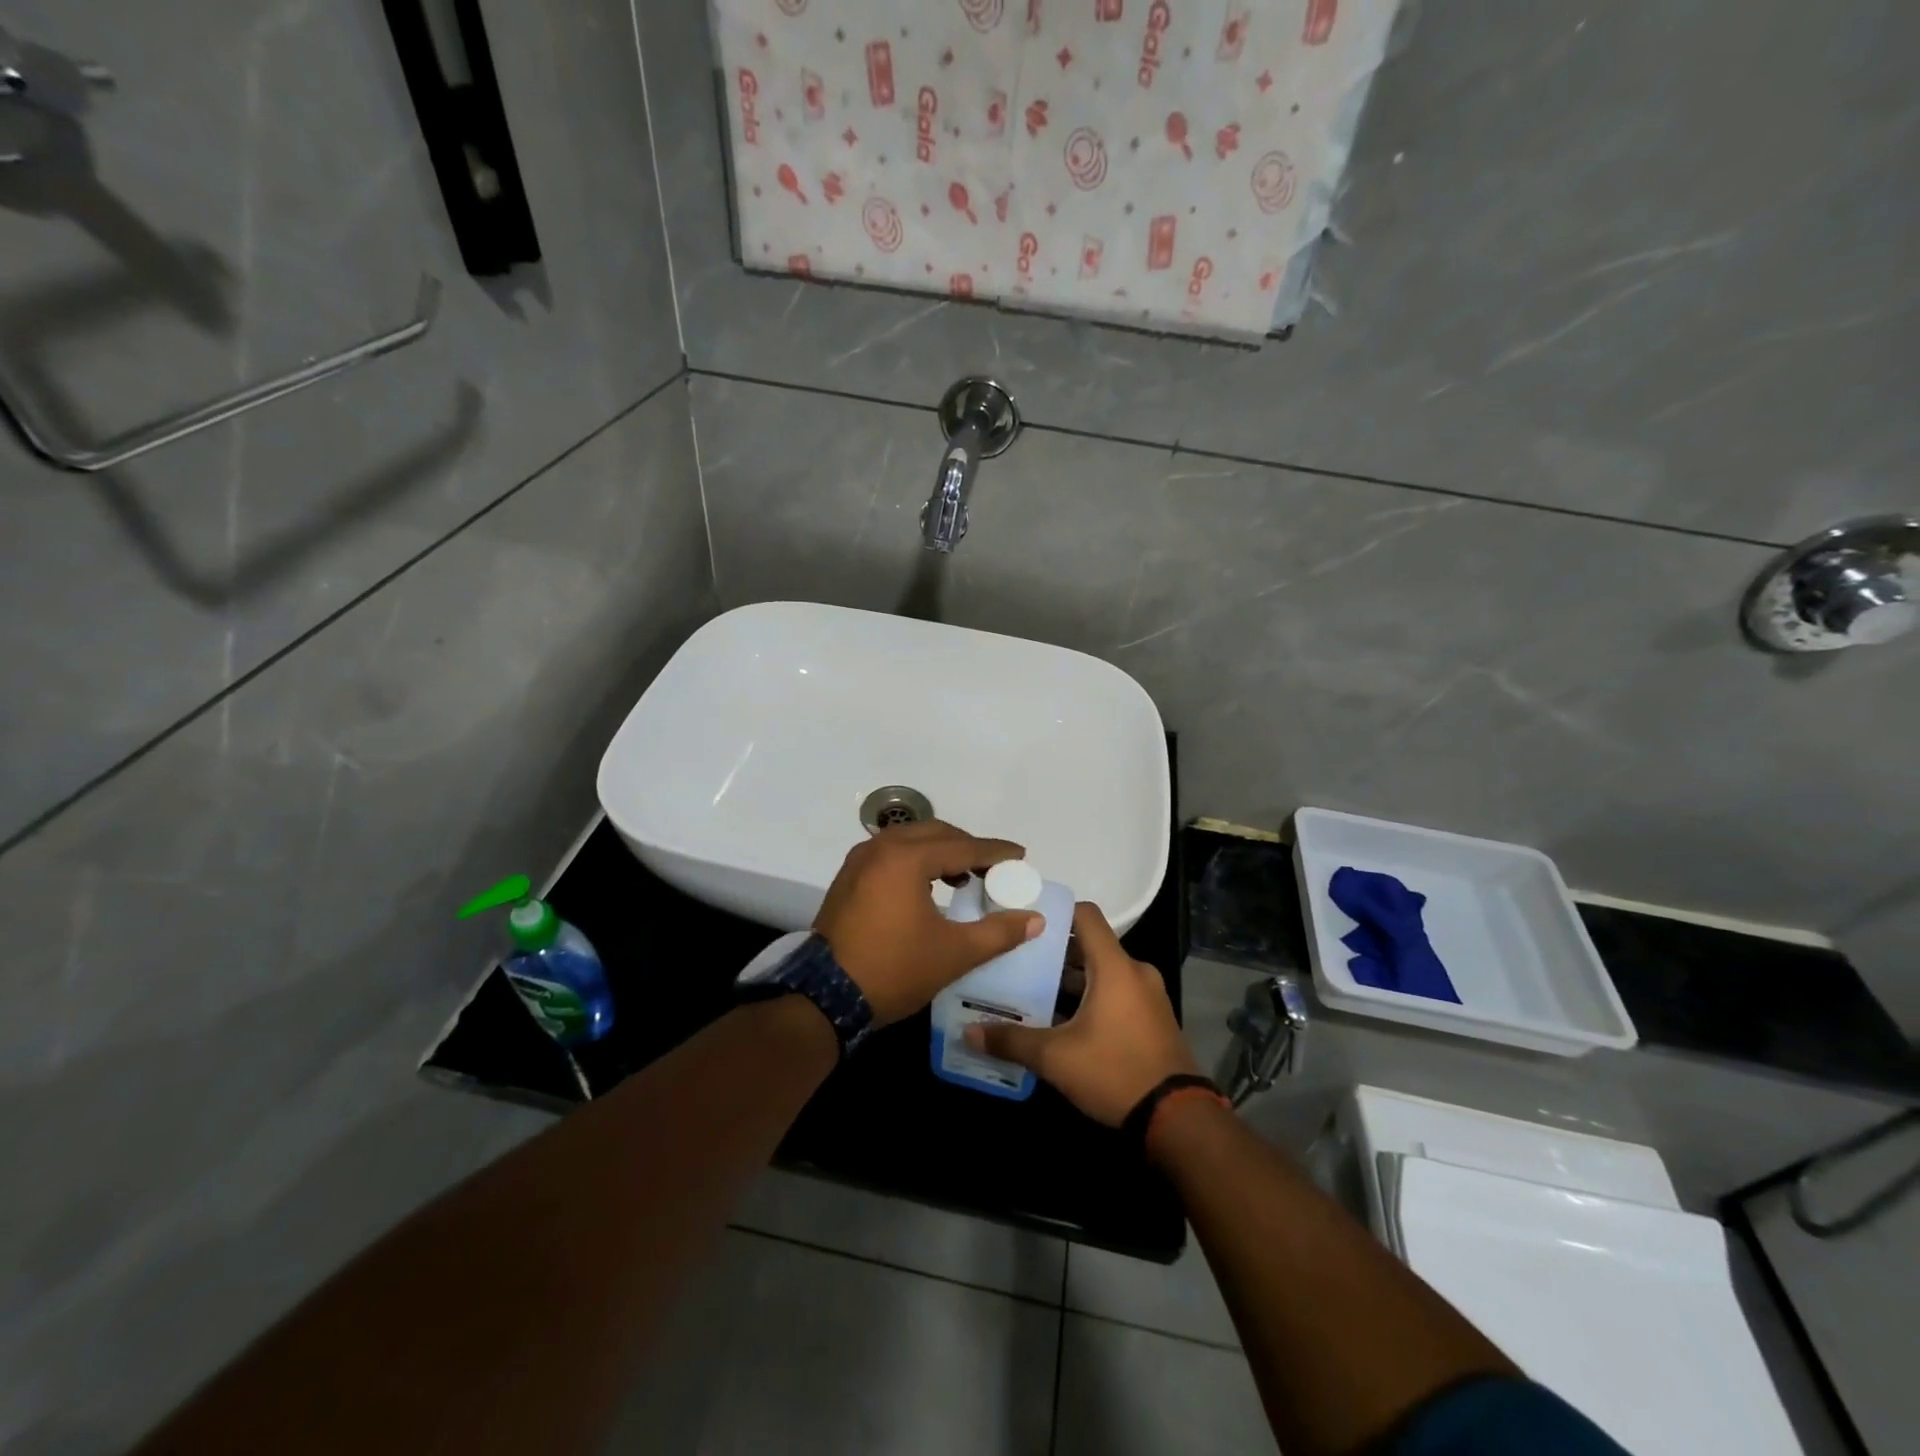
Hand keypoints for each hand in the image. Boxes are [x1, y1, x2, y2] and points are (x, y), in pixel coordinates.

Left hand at [814, 820, 1042, 1025]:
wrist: (825, 997)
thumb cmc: (894, 969)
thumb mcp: (953, 953)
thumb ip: (998, 933)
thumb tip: (1034, 919)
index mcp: (906, 858)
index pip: (962, 846)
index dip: (995, 851)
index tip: (1021, 855)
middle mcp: (881, 848)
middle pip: (935, 834)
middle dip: (967, 847)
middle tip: (994, 867)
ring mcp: (860, 860)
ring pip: (911, 841)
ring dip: (940, 853)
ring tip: (964, 877)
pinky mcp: (848, 877)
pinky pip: (891, 855)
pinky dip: (916, 861)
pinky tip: (929, 886)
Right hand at [965, 902, 1197, 1125]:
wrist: (1178, 1119)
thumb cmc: (1115, 1072)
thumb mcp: (1056, 1058)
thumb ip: (1011, 1040)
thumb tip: (968, 1033)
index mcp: (1114, 967)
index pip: (1086, 915)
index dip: (1056, 912)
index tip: (1026, 921)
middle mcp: (1135, 971)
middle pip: (1090, 946)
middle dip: (1055, 953)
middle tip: (1019, 962)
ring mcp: (1149, 995)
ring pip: (1103, 972)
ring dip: (1072, 980)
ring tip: (1034, 992)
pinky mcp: (1154, 1018)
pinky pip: (1117, 993)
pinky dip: (1092, 997)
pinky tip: (1064, 1021)